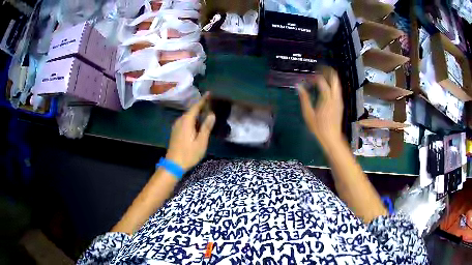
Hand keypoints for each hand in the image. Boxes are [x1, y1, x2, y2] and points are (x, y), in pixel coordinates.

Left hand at [165, 93, 215, 170]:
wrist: (173, 164)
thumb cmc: (189, 154)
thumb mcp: (201, 142)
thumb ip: (206, 127)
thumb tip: (212, 114)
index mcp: (187, 121)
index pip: (196, 106)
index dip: (203, 99)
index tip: (210, 93)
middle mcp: (180, 120)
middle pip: (192, 110)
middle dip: (201, 106)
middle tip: (211, 104)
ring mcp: (176, 126)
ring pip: (188, 116)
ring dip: (197, 113)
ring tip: (206, 112)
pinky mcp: (175, 131)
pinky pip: (185, 121)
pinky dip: (192, 119)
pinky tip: (198, 123)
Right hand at [297, 68, 343, 145]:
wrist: (332, 137)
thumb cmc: (318, 127)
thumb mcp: (308, 114)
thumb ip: (304, 98)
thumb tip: (298, 86)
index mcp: (326, 98)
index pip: (322, 81)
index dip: (315, 76)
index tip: (309, 77)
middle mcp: (335, 97)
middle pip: (334, 78)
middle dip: (327, 71)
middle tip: (319, 70)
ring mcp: (339, 100)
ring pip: (337, 83)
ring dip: (331, 77)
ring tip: (322, 76)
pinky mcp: (340, 104)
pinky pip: (338, 89)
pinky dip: (333, 84)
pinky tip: (327, 87)